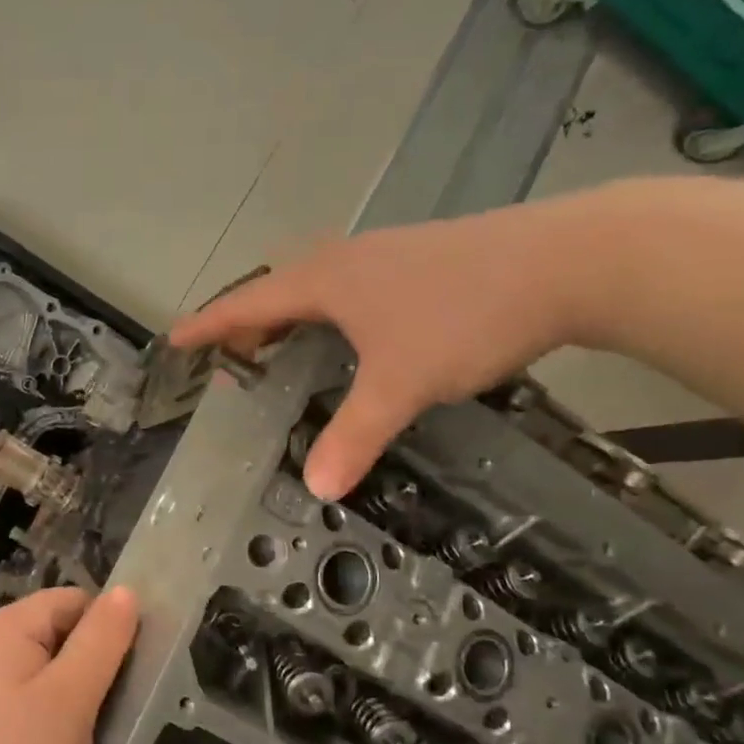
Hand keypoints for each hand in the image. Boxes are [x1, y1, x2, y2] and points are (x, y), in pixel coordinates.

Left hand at [0, 587, 140, 743]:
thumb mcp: (72, 700)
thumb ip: (102, 641)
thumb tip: (125, 592)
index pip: (69, 601)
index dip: (104, 631)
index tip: (122, 677)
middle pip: (46, 627)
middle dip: (80, 661)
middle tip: (99, 712)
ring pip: (28, 659)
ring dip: (57, 686)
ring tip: (70, 732)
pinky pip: (4, 684)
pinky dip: (30, 703)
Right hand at [171, 197, 600, 500]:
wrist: (567, 261)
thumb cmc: (463, 317)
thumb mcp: (401, 384)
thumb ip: (354, 435)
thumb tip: (316, 488)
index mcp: (325, 280)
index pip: (248, 302)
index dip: (210, 324)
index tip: (176, 338)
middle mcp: (347, 260)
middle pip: (278, 288)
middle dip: (248, 322)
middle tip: (234, 358)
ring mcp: (386, 255)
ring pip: (317, 284)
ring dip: (290, 315)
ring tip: (283, 348)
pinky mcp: (420, 260)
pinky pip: (350, 286)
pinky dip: (329, 312)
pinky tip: (354, 335)